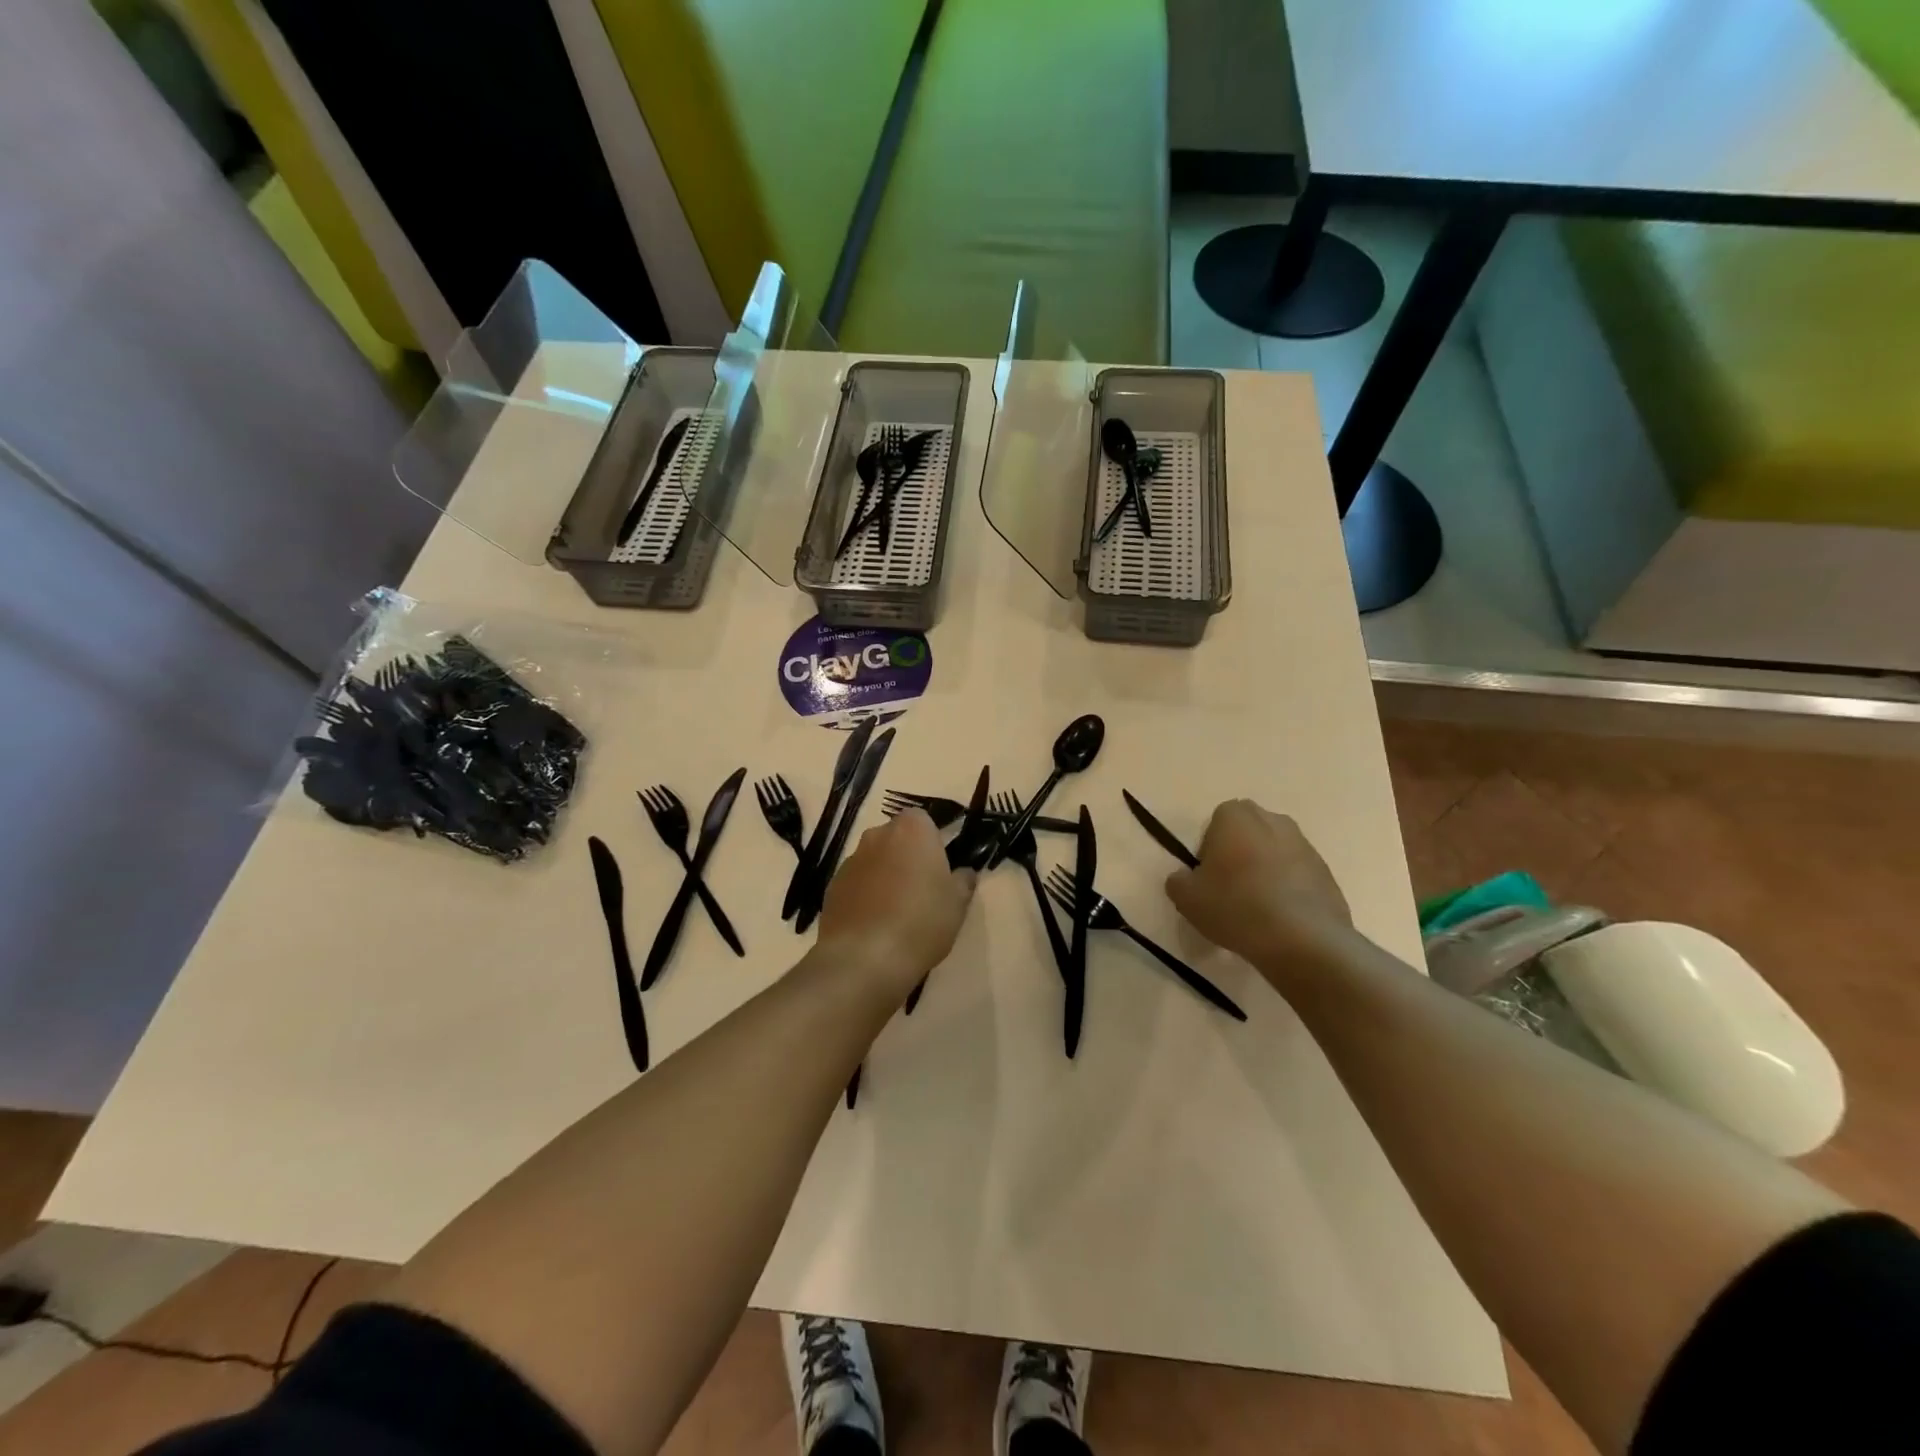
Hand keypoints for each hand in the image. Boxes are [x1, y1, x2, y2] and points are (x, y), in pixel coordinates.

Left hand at [816, 809, 974, 1000]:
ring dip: (886, 877)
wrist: (863, 958)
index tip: (941, 869)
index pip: (924, 821)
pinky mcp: (832, 886)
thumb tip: (963, 872)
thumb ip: (963, 881)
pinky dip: (866, 896)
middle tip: (923, 890)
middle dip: (908, 857)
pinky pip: (857, 884)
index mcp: (912, 829)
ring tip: (898, 913)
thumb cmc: (921, 921)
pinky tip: (876, 925)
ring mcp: (851, 860)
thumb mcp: (957, 904)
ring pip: (875, 861)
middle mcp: (877, 835)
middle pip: (897, 839)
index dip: (933, 843)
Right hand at [1166, 800, 1352, 978]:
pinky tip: (1280, 918)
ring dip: (1265, 870)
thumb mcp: (1186, 898)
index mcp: (1236, 816)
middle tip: (1229, 888)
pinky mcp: (1326, 871)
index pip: (1215, 822)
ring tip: (1257, 907)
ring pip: (1274, 852)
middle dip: (1238, 852)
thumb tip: (1185, 879)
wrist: (1302, 939)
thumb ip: (1178, 881)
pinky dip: (1288, 888)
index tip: (1208, 877)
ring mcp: (1305, 844)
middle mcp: (1273, 820)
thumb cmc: (1236, 907)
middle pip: (1247, 832)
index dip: (1209, 849)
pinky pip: (1297, 874)